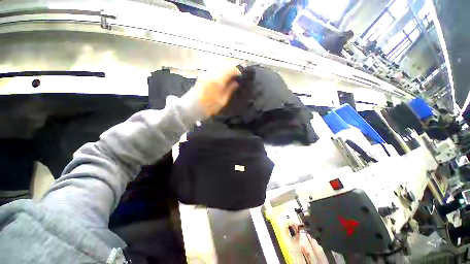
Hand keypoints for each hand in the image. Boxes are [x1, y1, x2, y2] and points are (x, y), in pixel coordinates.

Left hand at [193, 65, 240, 115]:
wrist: (192, 107)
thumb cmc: (208, 107)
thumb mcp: (222, 101)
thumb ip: (230, 90)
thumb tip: (236, 83)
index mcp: (217, 80)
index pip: (231, 69)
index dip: (238, 70)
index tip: (242, 75)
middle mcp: (211, 73)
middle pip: (225, 64)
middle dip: (233, 67)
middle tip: (238, 73)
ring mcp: (206, 73)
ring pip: (219, 64)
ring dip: (227, 67)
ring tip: (232, 74)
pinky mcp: (203, 75)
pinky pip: (214, 68)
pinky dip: (221, 69)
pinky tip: (224, 75)